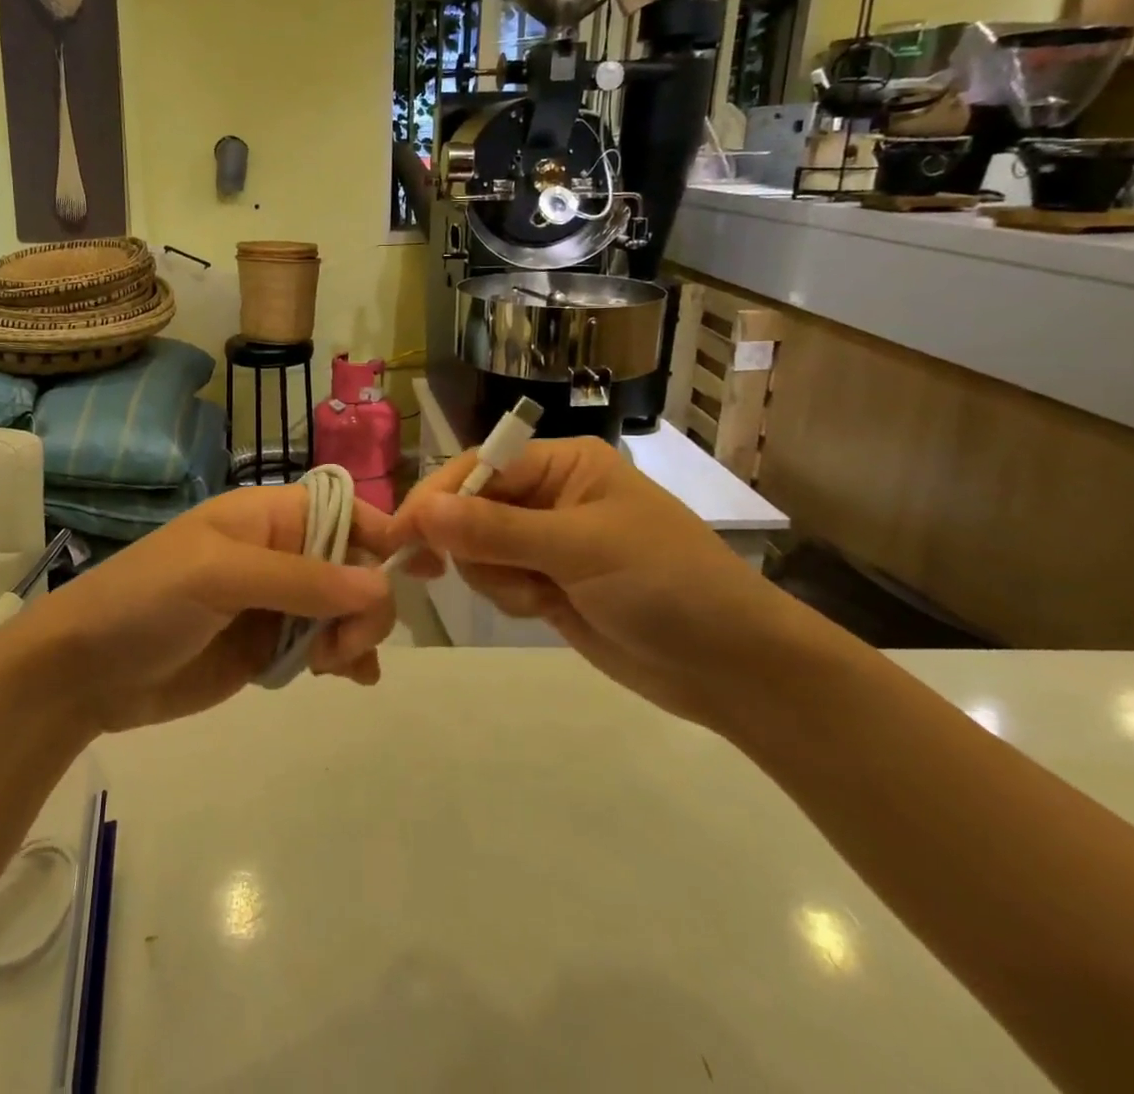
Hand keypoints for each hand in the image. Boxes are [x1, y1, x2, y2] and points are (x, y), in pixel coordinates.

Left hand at [21, 486, 399, 733]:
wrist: (85, 671)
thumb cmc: (146, 601)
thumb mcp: (219, 576)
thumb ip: (301, 580)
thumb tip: (381, 584)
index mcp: (265, 517)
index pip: (343, 510)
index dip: (385, 531)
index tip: (425, 566)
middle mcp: (278, 554)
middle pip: (353, 564)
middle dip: (365, 600)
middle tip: (344, 645)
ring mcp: (273, 603)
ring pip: (344, 608)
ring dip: (356, 633)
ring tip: (334, 666)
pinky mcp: (266, 648)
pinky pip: (323, 646)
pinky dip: (345, 659)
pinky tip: (350, 678)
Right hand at [390, 438, 820, 727]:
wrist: (733, 667)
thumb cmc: (666, 585)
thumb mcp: (580, 549)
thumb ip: (496, 530)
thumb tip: (420, 510)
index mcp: (562, 464)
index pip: (479, 467)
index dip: (437, 498)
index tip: (400, 536)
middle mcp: (549, 494)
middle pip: (471, 507)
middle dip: (469, 543)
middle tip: (466, 573)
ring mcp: (547, 542)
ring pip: (478, 548)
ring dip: (495, 576)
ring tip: (538, 596)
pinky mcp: (547, 583)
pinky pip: (498, 580)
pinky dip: (508, 595)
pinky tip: (544, 609)